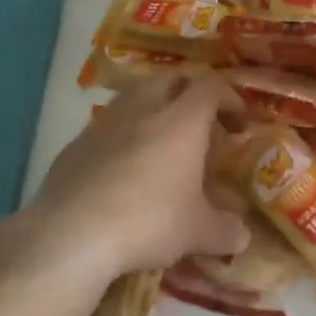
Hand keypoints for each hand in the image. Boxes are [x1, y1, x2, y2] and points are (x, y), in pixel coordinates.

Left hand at [23, 76, 252, 281]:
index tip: (238, 123)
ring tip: (160, 143)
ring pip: (132, 98)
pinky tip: (122, 170)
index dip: (229, 100)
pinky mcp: (75, 144)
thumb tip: (242, 236)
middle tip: (199, 123)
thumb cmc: (149, 220)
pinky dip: (121, 137)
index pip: (211, 88)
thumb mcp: (197, 232)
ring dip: (151, 110)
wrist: (73, 232)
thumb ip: (225, 230)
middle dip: (188, 93)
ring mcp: (103, 123)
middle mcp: (142, 109)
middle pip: (169, 79)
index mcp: (181, 120)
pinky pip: (105, 128)